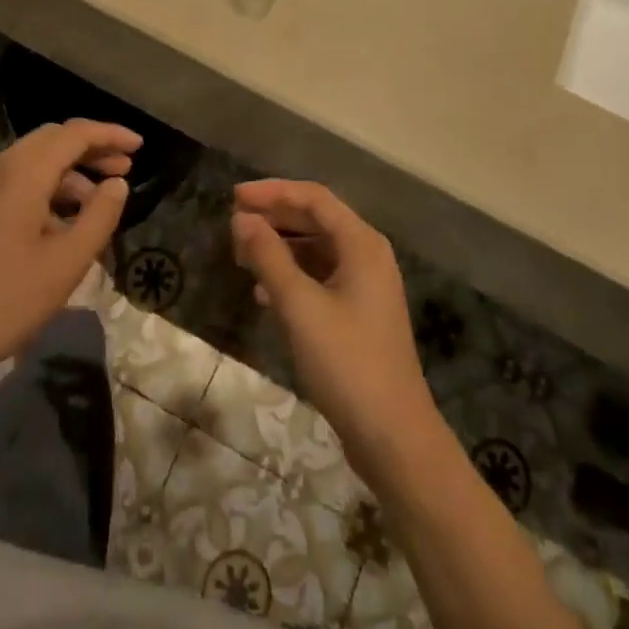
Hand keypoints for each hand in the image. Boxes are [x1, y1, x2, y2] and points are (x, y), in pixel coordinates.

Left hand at [0, 119, 140, 389]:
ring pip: (33, 162)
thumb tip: (117, 185)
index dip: (110, 134)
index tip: (140, 147)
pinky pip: (15, 182)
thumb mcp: (65, 263)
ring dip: (69, 172)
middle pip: (52, 140)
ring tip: (97, 205)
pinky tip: (60, 224)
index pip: (74, 134)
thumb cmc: (3, 301)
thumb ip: (99, 217)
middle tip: (124, 169)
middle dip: (91, 149)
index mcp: (22, 173)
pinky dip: (46, 188)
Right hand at [230, 180, 438, 476]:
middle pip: (317, 219)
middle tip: (234, 222)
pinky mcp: (359, 314)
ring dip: (281, 246)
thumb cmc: (346, 362)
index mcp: (362, 243)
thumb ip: (269, 257)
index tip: (234, 197)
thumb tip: (242, 219)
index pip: (314, 198)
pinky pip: (321, 278)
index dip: (273, 192)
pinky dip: (292, 276)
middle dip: (275, 217)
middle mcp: (368, 255)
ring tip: (243, 255)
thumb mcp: (299, 306)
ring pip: (317, 249)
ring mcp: (366, 286)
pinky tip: (264, 293)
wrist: (393, 437)